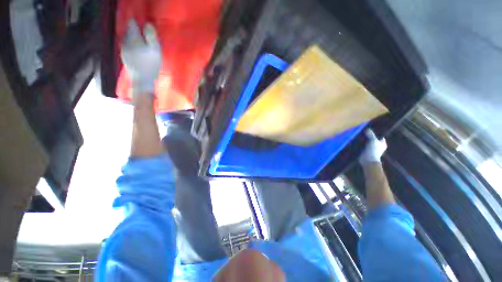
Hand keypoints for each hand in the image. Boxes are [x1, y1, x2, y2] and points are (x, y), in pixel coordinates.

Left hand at [121, 20, 160, 94]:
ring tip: (140, 41)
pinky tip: (137, 50)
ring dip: (132, 37)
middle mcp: (125, 41)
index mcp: (133, 38)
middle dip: (134, 30)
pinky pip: (126, 45)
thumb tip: (148, 24)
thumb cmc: (151, 65)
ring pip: (126, 38)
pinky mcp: (124, 56)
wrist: (142, 80)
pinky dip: (131, 45)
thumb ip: (151, 36)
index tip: (143, 24)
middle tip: (143, 33)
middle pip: (128, 30)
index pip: (132, 24)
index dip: (137, 22)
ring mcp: (123, 49)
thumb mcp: (155, 50)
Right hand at [359, 129, 386, 163]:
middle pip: (372, 138)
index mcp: (382, 143)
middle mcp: (377, 145)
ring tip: (359, 134)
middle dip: (368, 135)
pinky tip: (357, 139)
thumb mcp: (373, 140)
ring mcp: (370, 148)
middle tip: (363, 130)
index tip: (370, 128)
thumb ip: (371, 134)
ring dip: (363, 139)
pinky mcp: (364, 150)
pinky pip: (362, 144)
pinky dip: (360, 142)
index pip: (380, 136)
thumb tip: (367, 129)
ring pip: (367, 141)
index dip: (376, 132)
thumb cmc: (374, 150)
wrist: (367, 160)